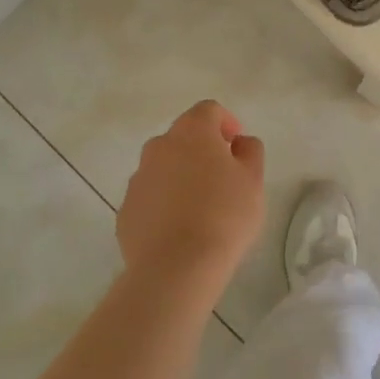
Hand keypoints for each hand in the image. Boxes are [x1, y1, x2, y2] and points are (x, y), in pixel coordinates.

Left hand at [118, 100, 264, 296]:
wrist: (175, 269)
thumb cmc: (224, 215)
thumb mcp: (253, 180)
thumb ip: (250, 151)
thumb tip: (239, 142)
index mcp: (192, 132)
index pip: (208, 110)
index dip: (225, 122)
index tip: (237, 145)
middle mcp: (159, 146)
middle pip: (182, 136)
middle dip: (201, 149)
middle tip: (221, 175)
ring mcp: (138, 179)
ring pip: (163, 166)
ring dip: (180, 175)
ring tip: (199, 206)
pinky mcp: (126, 211)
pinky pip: (150, 196)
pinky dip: (163, 202)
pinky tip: (179, 229)